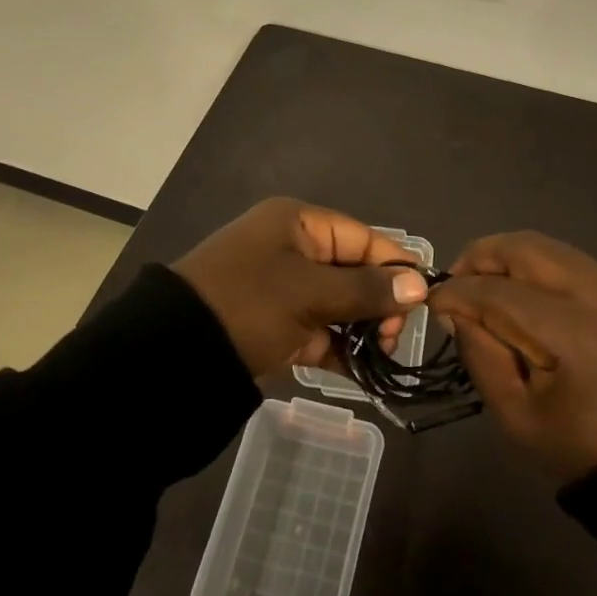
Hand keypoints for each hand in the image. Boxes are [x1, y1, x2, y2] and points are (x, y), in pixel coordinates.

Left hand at [173, 198, 428, 377]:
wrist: (173, 355)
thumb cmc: (248, 304)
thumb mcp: (309, 293)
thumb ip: (366, 290)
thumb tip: (420, 284)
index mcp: (297, 223)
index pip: (361, 238)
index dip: (394, 266)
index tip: (423, 299)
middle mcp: (292, 248)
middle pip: (352, 270)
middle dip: (379, 302)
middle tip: (394, 336)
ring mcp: (283, 288)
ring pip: (338, 303)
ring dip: (362, 328)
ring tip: (383, 355)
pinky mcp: (276, 324)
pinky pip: (319, 330)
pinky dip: (339, 349)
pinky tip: (364, 372)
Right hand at [432, 232, 596, 481]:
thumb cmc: (582, 448)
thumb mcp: (515, 416)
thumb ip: (480, 354)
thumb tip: (455, 309)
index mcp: (573, 336)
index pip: (499, 292)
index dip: (458, 292)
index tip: (433, 301)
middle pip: (525, 248)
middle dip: (480, 257)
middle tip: (457, 282)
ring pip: (547, 246)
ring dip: (508, 257)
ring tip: (485, 284)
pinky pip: (570, 260)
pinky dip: (537, 266)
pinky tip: (523, 292)